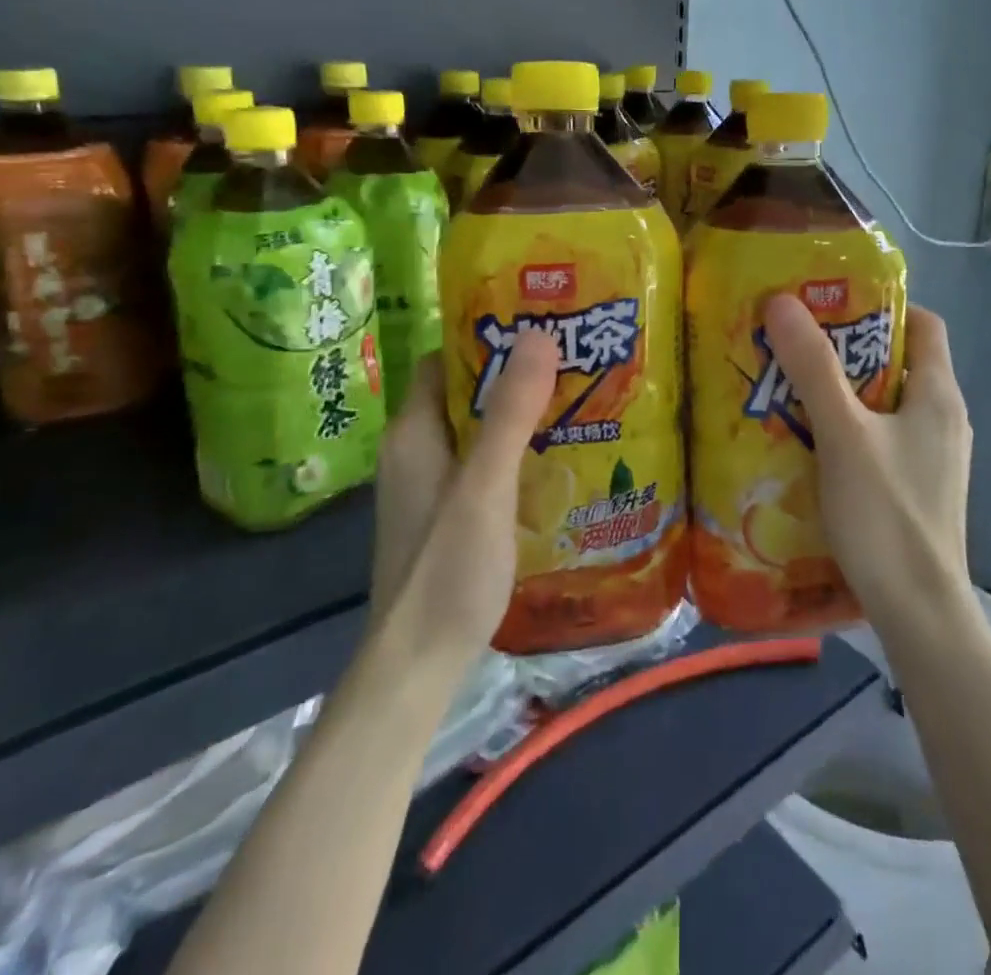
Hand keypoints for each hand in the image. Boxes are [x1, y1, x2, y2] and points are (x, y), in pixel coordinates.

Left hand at [369, 334, 558, 661]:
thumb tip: (538, 335)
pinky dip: (515, 451)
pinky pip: (483, 463)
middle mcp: (416, 451)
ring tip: (576, 399)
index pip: (446, 359)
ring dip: (518, 414)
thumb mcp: (485, 486)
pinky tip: (555, 458)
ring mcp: (430, 485)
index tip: (540, 325)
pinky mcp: (447, 514)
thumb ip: (509, 413)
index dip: (487, 337)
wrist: (418, 664)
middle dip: (514, 375)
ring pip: (477, 430)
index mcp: (414, 432)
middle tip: (572, 360)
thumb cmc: (447, 568)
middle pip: (465, 392)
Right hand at [763, 295, 973, 631]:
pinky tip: (812, 445)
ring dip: (845, 393)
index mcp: (939, 394)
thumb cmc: (886, 513)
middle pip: (899, 362)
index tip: (831, 307)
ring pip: (887, 405)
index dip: (882, 307)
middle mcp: (945, 419)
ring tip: (793, 392)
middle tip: (796, 347)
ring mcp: (934, 458)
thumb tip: (782, 301)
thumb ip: (813, 368)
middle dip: (849, 351)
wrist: (919, 612)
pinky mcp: (918, 489)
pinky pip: (883, 440)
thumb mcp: (843, 433)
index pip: (924, 324)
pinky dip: (851, 431)